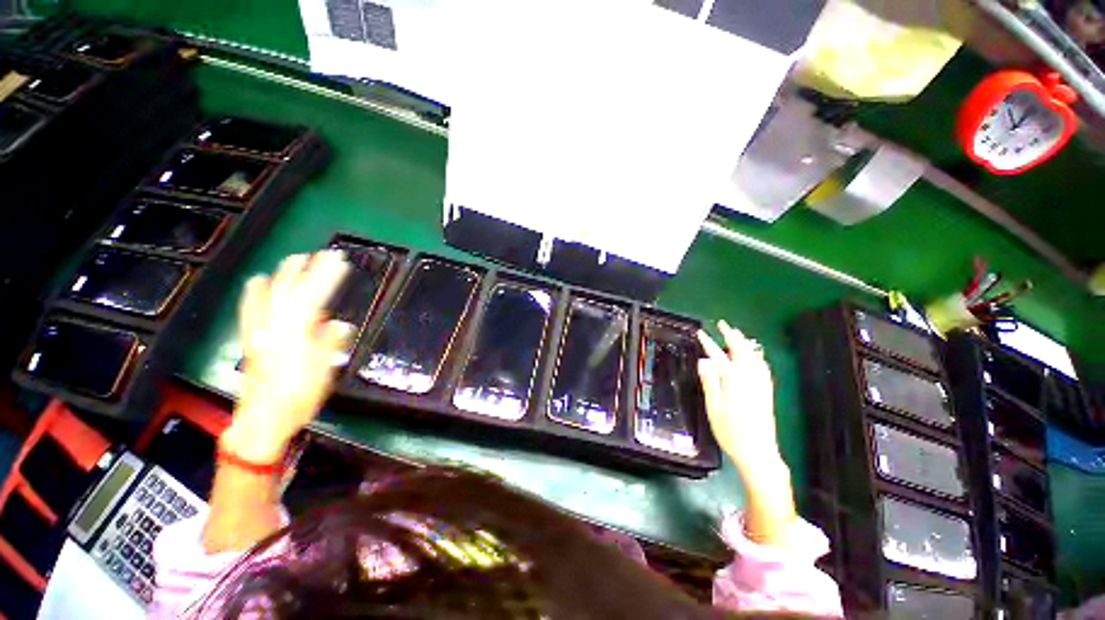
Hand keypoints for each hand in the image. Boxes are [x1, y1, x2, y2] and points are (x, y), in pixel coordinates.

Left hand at [225, 250, 352, 461]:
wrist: (261, 420)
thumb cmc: (297, 398)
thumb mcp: (323, 373)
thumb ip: (330, 344)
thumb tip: (341, 324)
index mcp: (295, 334)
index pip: (314, 296)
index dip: (327, 276)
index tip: (340, 261)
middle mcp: (274, 327)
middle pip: (291, 290)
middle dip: (308, 269)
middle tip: (324, 254)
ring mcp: (259, 331)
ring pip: (269, 294)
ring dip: (284, 274)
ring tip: (296, 259)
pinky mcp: (251, 338)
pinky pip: (250, 308)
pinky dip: (255, 291)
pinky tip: (258, 281)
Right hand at [698, 321, 797, 544]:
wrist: (758, 452)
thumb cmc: (731, 432)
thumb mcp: (714, 406)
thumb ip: (710, 381)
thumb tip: (704, 361)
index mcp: (734, 380)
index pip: (718, 356)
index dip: (708, 343)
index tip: (700, 332)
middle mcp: (750, 378)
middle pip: (740, 351)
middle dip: (731, 335)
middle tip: (723, 324)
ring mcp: (760, 384)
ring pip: (753, 357)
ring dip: (744, 343)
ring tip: (737, 334)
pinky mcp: (766, 392)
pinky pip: (762, 367)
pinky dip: (756, 356)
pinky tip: (754, 356)